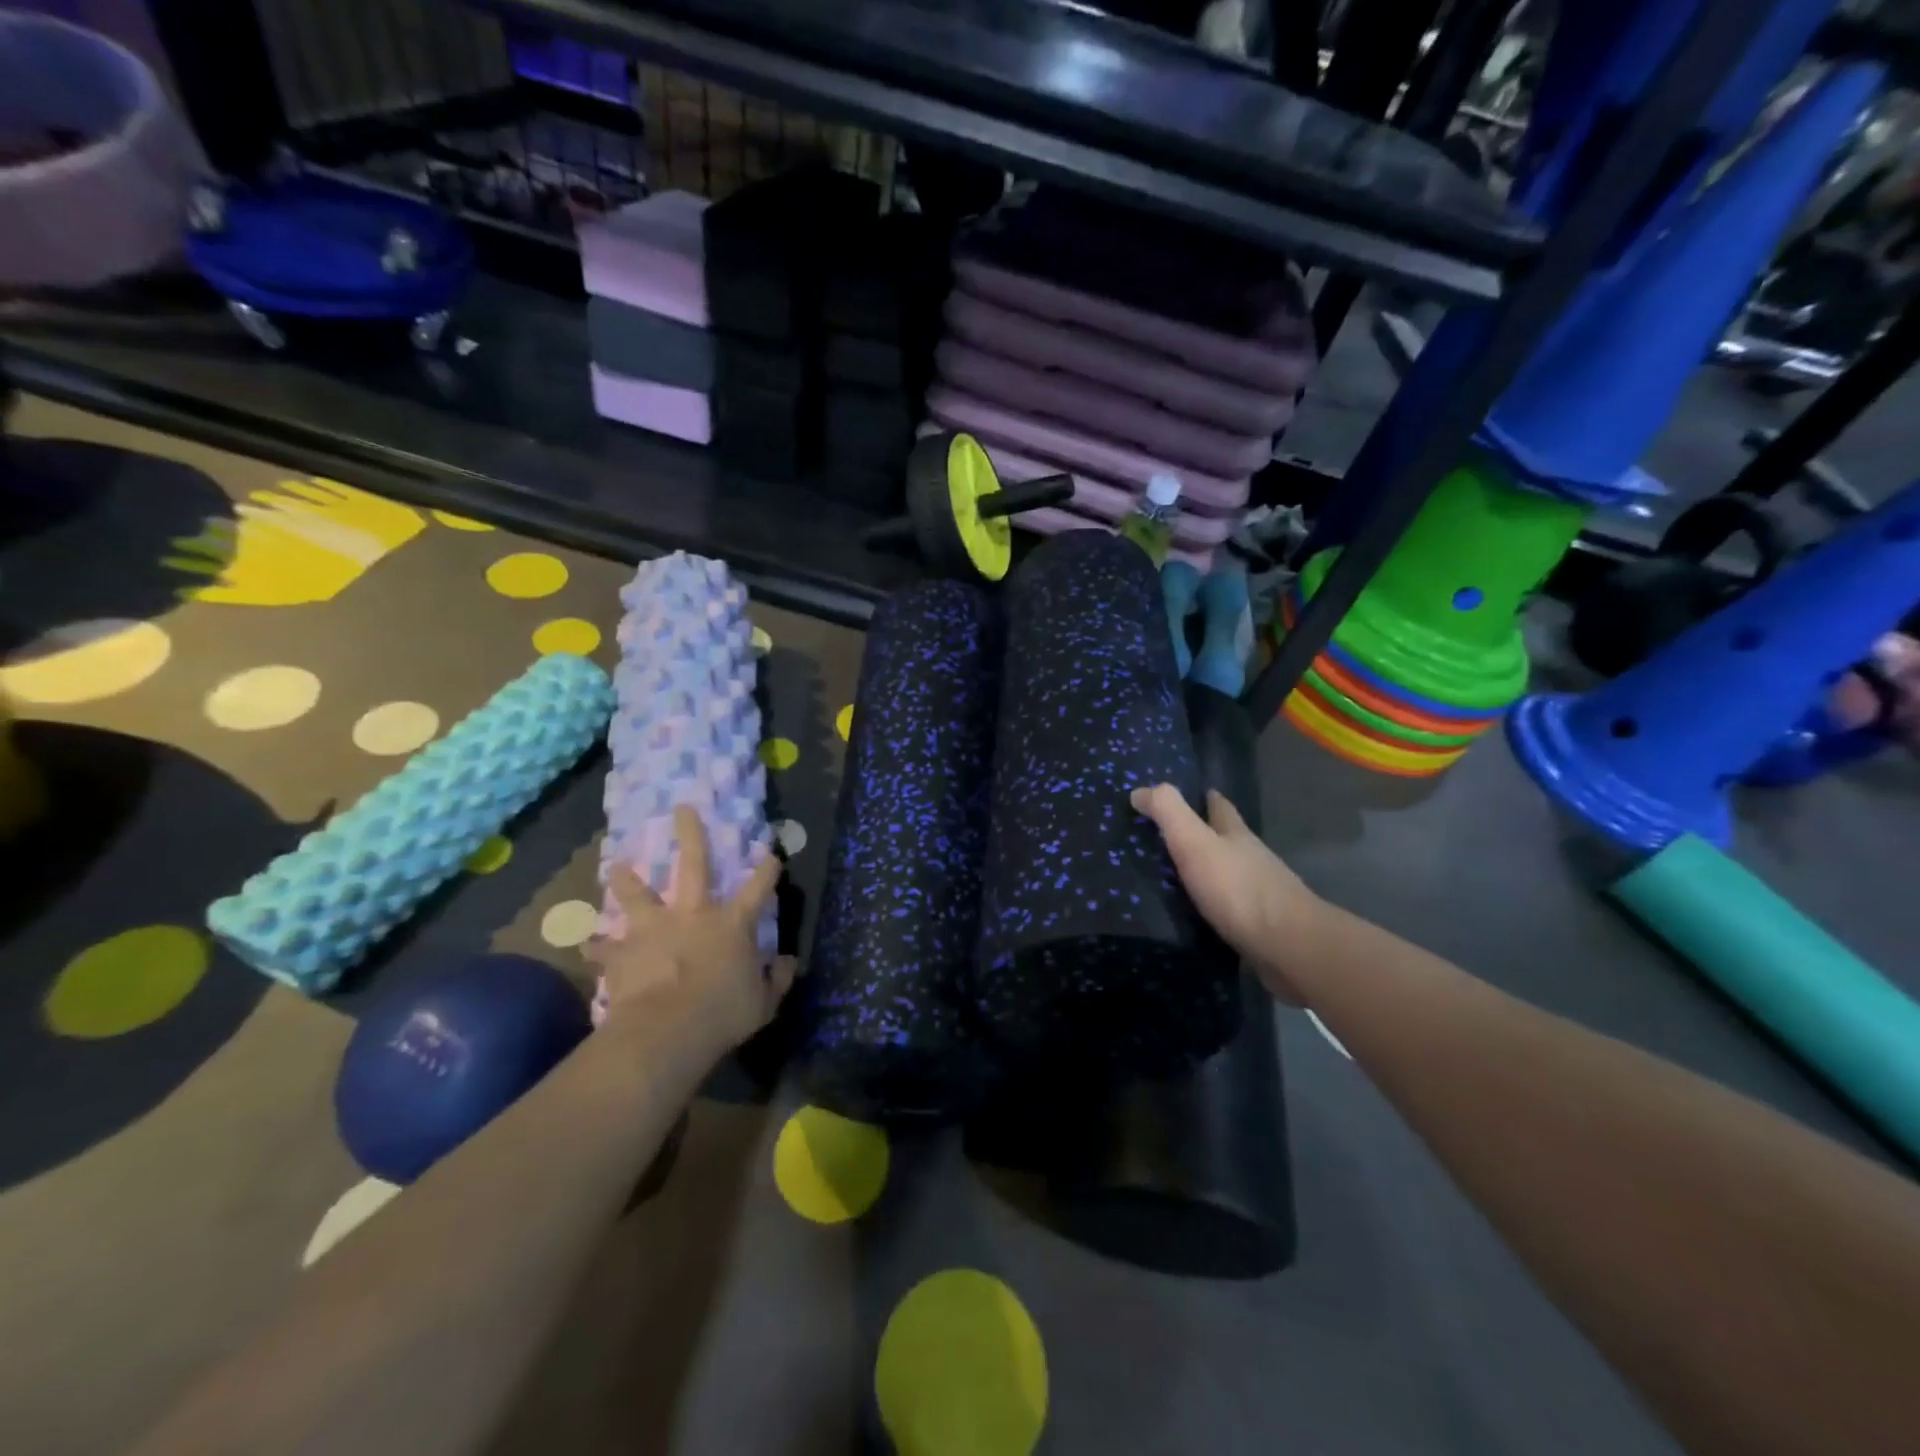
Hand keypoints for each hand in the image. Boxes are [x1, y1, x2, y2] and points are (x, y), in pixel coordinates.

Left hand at [587, 806, 796, 1057]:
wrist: (664, 1031)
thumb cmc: (722, 1014)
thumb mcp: (764, 1003)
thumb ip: (777, 979)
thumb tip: (788, 962)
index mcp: (732, 924)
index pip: (758, 888)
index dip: (767, 870)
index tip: (771, 854)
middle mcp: (693, 915)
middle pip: (694, 865)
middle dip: (691, 834)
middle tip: (683, 808)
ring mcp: (654, 930)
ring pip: (638, 895)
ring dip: (627, 880)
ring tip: (617, 866)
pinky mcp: (622, 953)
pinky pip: (604, 948)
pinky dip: (596, 946)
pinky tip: (584, 944)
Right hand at [1130, 783, 1320, 1003]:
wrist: (1288, 947)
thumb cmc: (1238, 889)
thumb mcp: (1195, 842)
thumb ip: (1168, 813)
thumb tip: (1139, 790)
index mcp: (1236, 835)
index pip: (1220, 807)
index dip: (1206, 798)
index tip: (1193, 794)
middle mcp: (1251, 859)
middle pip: (1228, 840)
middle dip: (1207, 835)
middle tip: (1173, 838)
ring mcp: (1260, 894)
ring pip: (1230, 875)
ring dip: (1209, 872)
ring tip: (1178, 878)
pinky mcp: (1260, 927)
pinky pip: (1230, 909)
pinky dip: (1213, 906)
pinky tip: (1198, 915)